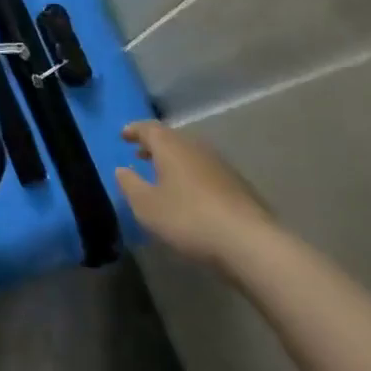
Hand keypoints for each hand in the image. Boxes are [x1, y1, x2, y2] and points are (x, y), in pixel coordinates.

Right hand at [116, 121, 273, 274]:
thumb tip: (121, 169)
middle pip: (171, 138)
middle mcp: (195, 146)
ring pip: (190, 153)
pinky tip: (190, 195)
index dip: (134, 130)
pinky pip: (205, 170)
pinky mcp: (237, 184)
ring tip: (162, 176)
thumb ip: (130, 185)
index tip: (123, 135)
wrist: (249, 242)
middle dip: (154, 145)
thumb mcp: (147, 206)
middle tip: (140, 155)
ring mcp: (220, 164)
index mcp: (171, 146)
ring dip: (173, 160)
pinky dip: (191, 174)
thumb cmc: (188, 218)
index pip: (148, 128)